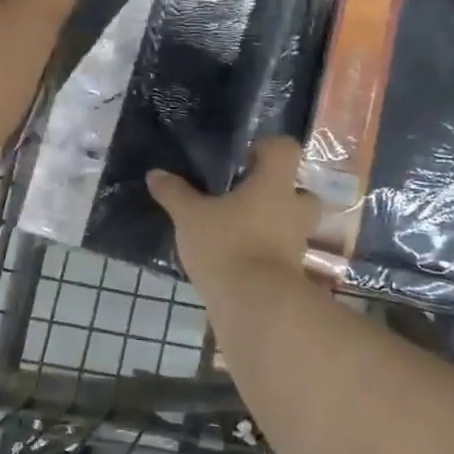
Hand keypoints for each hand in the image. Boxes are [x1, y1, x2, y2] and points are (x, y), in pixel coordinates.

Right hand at [147, 137, 324, 306]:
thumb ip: (174, 193)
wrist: (255, 305)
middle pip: (298, 189)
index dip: (267, 148)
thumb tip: (156, 174)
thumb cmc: (227, 245)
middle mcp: (293, 209)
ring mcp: (297, 243)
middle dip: (277, 191)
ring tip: (237, 228)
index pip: (285, 148)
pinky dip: (264, 252)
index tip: (244, 157)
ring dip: (271, 223)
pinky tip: (235, 257)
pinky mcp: (292, 272)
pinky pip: (280, 252)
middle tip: (245, 196)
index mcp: (274, 184)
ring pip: (290, 223)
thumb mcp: (189, 217)